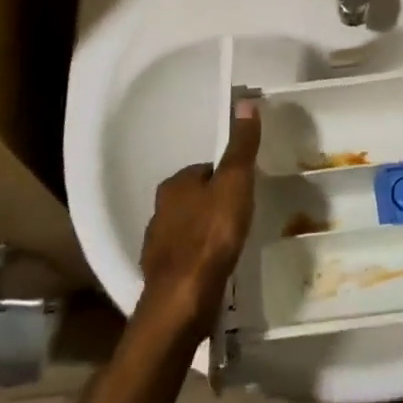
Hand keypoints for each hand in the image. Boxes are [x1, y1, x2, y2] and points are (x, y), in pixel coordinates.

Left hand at [138, 100, 261, 340]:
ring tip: (232, 243)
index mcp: (175, 184)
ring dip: (206, 232)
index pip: (204, 169)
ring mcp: (157, 245)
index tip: (245, 188)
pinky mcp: (162, 275)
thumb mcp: (235, 183)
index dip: (226, 176)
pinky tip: (216, 268)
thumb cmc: (211, 236)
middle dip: (215, 204)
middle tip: (242, 216)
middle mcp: (159, 210)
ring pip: (188, 228)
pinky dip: (200, 258)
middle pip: (195, 198)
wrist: (182, 300)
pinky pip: (186, 257)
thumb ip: (241, 146)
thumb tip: (246, 102)